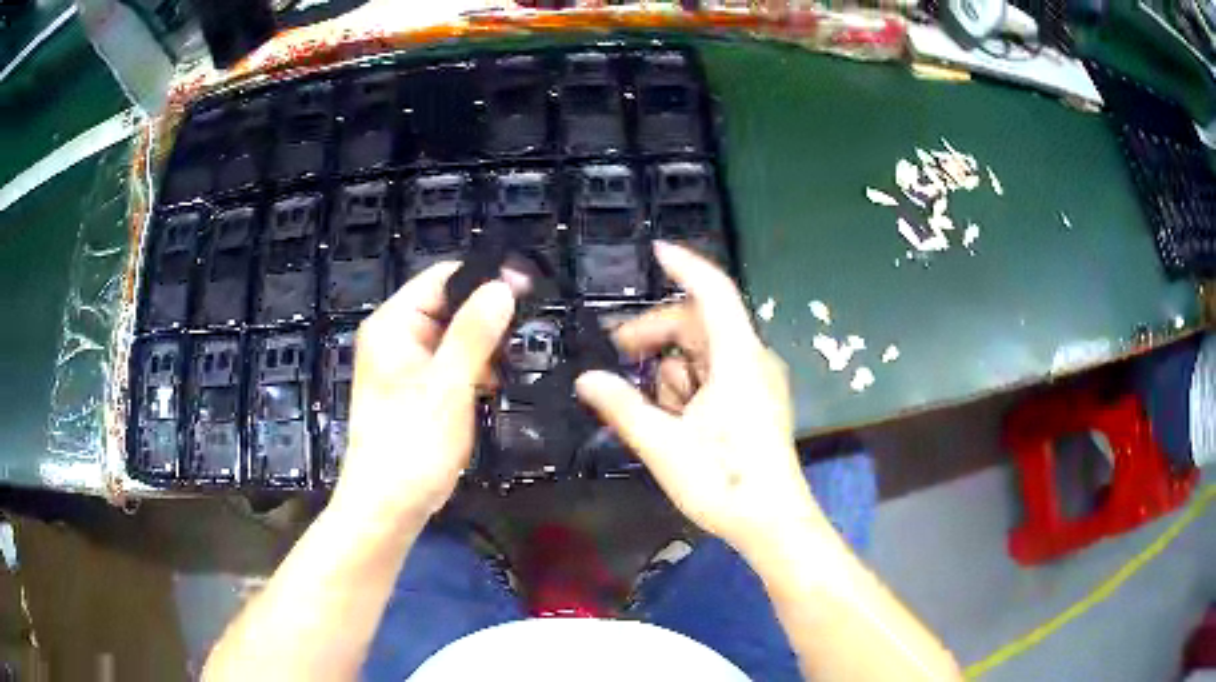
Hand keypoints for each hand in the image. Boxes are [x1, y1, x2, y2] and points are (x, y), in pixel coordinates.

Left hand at [331, 263, 514, 526]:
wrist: (388, 506)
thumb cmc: (411, 445)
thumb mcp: (447, 386)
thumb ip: (474, 333)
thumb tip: (502, 286)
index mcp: (394, 325)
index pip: (442, 278)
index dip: (484, 279)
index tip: (527, 291)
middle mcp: (397, 337)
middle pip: (449, 305)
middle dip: (487, 318)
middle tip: (526, 335)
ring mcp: (406, 364)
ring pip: (454, 336)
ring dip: (484, 348)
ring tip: (514, 364)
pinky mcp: (417, 389)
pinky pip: (451, 363)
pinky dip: (474, 370)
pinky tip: (494, 386)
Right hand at [576, 242, 827, 556]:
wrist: (771, 521)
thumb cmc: (722, 481)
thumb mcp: (664, 445)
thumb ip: (622, 407)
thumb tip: (587, 379)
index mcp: (738, 359)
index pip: (713, 292)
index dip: (685, 265)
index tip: (655, 251)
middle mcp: (752, 360)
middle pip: (700, 323)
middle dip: (657, 332)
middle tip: (619, 353)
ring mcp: (757, 382)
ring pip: (705, 351)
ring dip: (671, 367)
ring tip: (653, 408)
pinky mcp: (756, 401)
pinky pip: (716, 374)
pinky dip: (688, 383)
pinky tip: (674, 417)